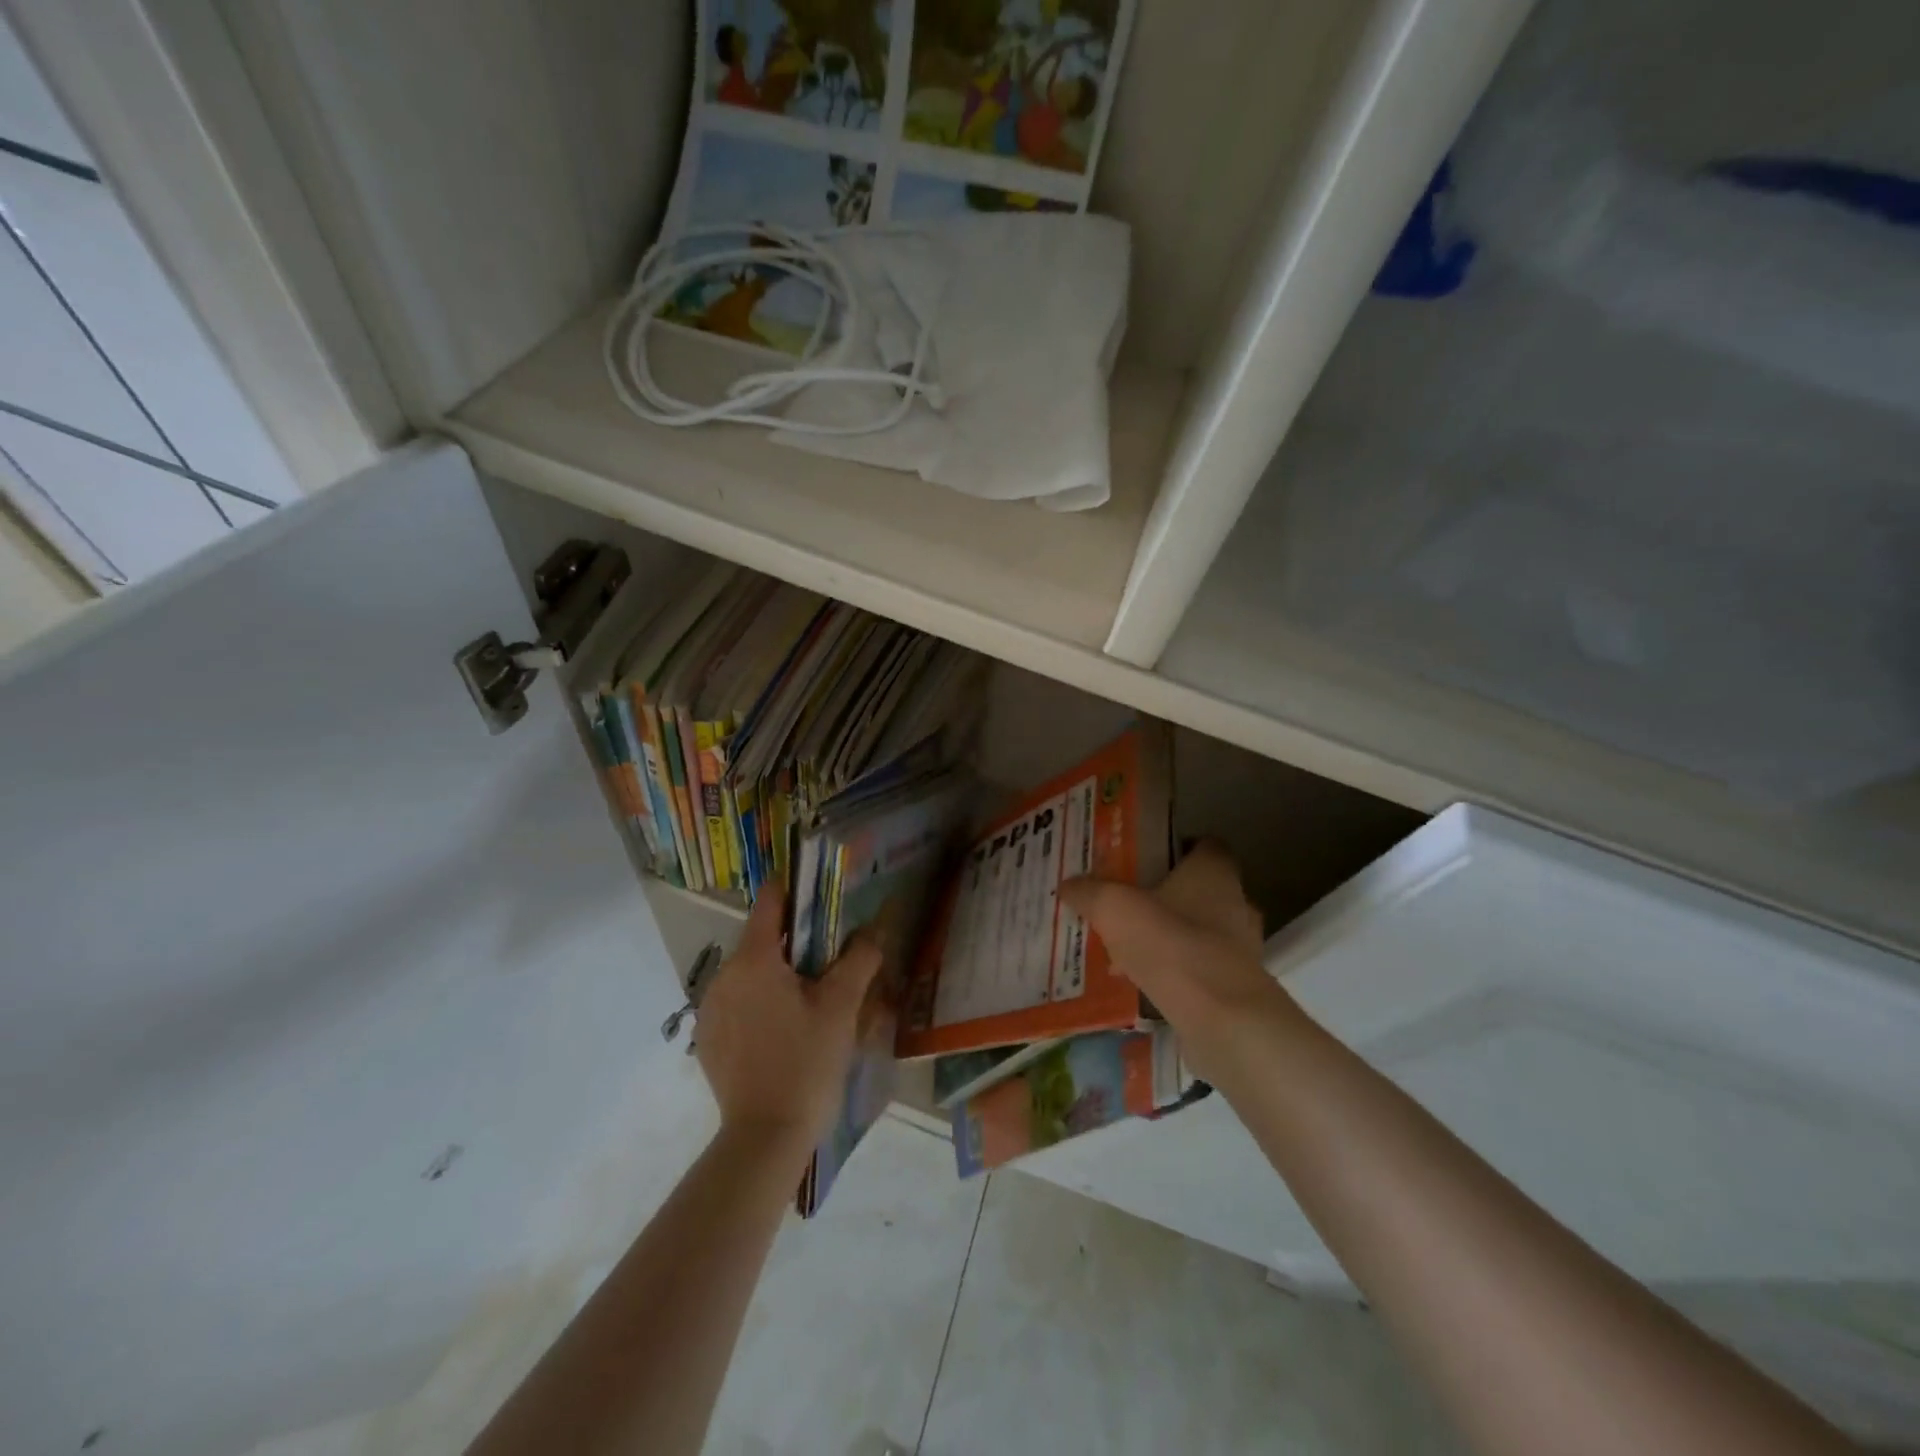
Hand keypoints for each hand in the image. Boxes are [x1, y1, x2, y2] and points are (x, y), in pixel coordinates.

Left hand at [693, 885, 882, 1158]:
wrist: (765, 1137)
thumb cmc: (807, 1062)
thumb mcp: (842, 1006)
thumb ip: (859, 958)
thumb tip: (875, 929)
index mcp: (754, 960)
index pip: (770, 902)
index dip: (794, 889)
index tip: (820, 891)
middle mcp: (723, 976)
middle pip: (762, 939)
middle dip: (795, 940)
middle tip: (831, 954)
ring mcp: (711, 1009)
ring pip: (749, 972)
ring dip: (778, 973)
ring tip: (812, 994)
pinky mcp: (708, 1038)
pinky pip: (738, 1002)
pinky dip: (760, 1001)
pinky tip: (785, 1028)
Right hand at [1060, 841, 1296, 1082]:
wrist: (1220, 1018)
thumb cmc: (1170, 944)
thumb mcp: (1113, 908)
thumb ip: (1089, 892)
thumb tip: (1068, 885)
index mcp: (1214, 872)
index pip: (1204, 845)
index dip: (1176, 848)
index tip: (1144, 859)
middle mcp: (1237, 903)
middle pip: (1199, 890)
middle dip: (1166, 896)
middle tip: (1127, 903)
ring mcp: (1243, 947)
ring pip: (1200, 931)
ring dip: (1170, 937)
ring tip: (1127, 948)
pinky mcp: (1238, 986)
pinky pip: (1201, 968)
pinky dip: (1176, 971)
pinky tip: (1142, 982)